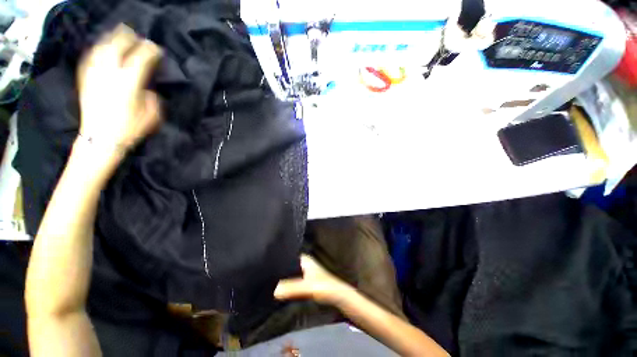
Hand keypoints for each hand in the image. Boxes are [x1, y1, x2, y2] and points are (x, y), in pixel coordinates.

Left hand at [76, 24, 161, 162]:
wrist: (100, 138)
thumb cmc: (129, 128)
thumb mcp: (151, 115)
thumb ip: (152, 97)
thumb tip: (148, 87)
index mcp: (129, 82)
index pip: (141, 58)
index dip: (150, 51)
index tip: (157, 49)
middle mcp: (110, 73)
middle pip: (118, 46)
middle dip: (129, 38)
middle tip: (138, 36)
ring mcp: (95, 74)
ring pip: (102, 48)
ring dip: (112, 39)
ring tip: (119, 35)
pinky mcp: (86, 79)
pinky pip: (91, 58)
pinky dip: (98, 49)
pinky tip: (102, 48)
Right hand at [274, 255, 353, 304]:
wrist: (337, 296)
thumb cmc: (324, 286)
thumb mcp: (307, 287)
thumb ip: (292, 288)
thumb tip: (274, 290)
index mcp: (305, 259)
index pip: (289, 254)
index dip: (279, 257)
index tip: (266, 261)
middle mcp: (304, 262)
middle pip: (289, 263)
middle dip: (279, 267)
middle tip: (266, 271)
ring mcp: (305, 270)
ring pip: (291, 270)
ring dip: (283, 275)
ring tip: (269, 278)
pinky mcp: (306, 279)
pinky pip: (293, 277)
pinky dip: (287, 281)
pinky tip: (279, 285)